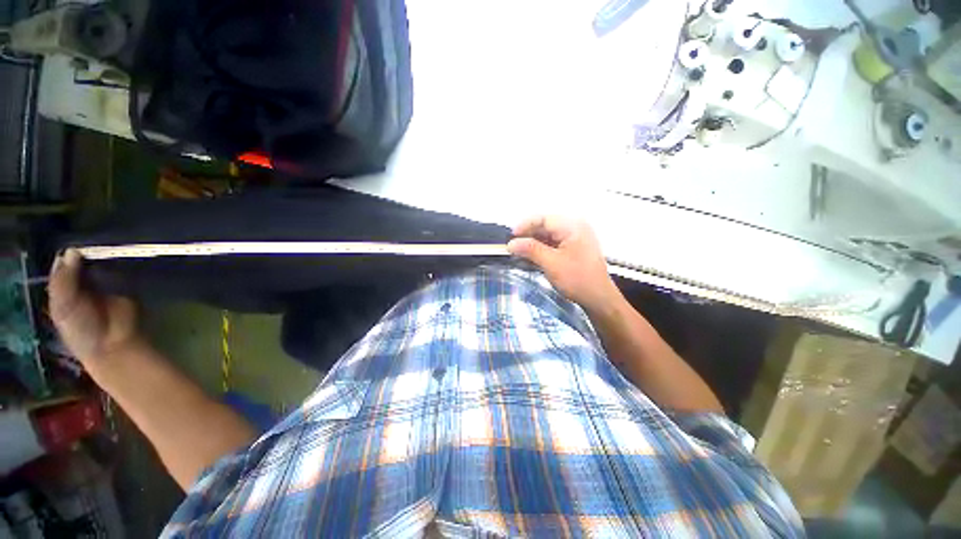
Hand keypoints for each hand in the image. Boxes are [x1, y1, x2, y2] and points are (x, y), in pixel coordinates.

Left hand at [49, 249, 141, 365]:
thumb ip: (63, 281)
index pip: (64, 263)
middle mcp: (83, 280)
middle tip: (92, 242)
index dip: (67, 253)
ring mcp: (106, 281)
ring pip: (103, 261)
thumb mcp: (63, 307)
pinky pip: (122, 268)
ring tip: (108, 245)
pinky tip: (122, 255)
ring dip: (105, 254)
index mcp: (63, 285)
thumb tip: (71, 251)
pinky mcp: (125, 282)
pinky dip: (121, 261)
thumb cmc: (81, 330)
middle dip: (87, 251)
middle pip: (83, 259)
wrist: (114, 343)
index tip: (75, 243)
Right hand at [507, 216, 620, 312]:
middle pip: (546, 226)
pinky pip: (554, 243)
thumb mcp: (551, 263)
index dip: (525, 225)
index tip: (511, 237)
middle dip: (528, 235)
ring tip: (519, 252)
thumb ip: (530, 250)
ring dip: (534, 242)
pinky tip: (532, 256)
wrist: (598, 298)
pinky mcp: (574, 248)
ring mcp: (576, 238)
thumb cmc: (577, 279)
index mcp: (572, 226)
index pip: (543, 218)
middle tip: (513, 246)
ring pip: (548, 235)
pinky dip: (542, 248)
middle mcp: (575, 228)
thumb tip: (510, 244)